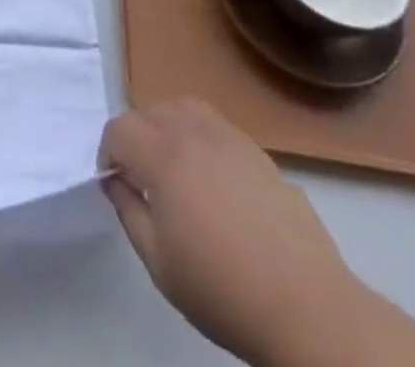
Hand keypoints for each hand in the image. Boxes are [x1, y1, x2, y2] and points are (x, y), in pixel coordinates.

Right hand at [100, 99, 367, 366]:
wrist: (306, 307)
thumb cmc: (222, 289)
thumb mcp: (158, 262)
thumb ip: (128, 211)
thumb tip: (115, 181)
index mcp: (163, 155)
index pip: (119, 128)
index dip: (108, 153)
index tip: (115, 184)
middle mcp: (193, 132)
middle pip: (149, 111)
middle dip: (136, 138)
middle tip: (141, 178)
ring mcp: (230, 138)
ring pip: (184, 108)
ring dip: (167, 127)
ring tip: (174, 166)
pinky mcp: (259, 152)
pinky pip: (216, 126)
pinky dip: (200, 137)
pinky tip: (213, 179)